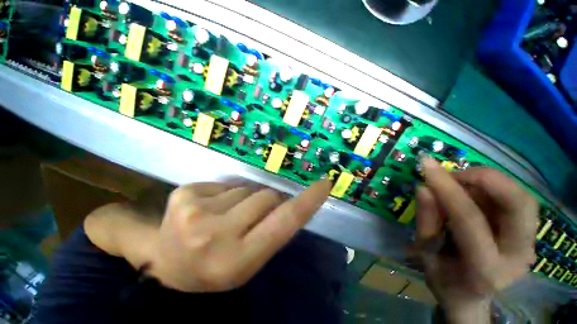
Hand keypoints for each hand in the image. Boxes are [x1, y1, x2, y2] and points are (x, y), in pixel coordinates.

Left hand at [149, 180, 331, 291]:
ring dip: (246, 198)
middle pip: (266, 196)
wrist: (168, 266)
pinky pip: (225, 184)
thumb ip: (275, 229)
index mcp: (238, 259)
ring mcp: (196, 211)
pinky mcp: (184, 193)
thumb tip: (289, 199)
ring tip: (229, 215)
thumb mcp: (252, 258)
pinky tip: (211, 208)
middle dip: (269, 200)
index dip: (308, 201)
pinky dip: (226, 193)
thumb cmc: (217, 266)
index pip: (285, 221)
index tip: (325, 184)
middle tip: (255, 215)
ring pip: (246, 188)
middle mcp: (216, 234)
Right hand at [416, 158, 537, 322]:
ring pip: (523, 198)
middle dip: (485, 178)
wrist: (469, 298)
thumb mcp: (425, 254)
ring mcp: (529, 245)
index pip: (469, 219)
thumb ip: (426, 221)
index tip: (426, 165)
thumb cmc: (443, 279)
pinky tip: (473, 194)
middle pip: (519, 204)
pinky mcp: (528, 236)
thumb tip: (423, 187)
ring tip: (460, 183)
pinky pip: (518, 200)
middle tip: (454, 174)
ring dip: (490, 182)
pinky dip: (493, 189)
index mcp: (485, 269)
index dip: (446, 187)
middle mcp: (518, 256)